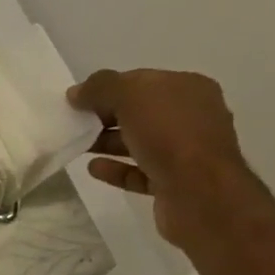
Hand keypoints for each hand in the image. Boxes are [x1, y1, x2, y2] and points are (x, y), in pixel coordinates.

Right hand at [67, 69, 269, 247]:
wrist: (200, 193)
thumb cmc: (170, 135)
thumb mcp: (132, 97)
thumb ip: (101, 88)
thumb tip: (76, 92)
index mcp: (188, 89)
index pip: (142, 81)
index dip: (109, 88)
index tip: (78, 100)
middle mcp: (191, 117)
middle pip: (140, 112)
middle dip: (107, 116)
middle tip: (75, 124)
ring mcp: (184, 152)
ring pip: (139, 143)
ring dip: (108, 143)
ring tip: (78, 146)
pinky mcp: (172, 183)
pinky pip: (139, 172)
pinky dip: (116, 169)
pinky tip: (93, 168)